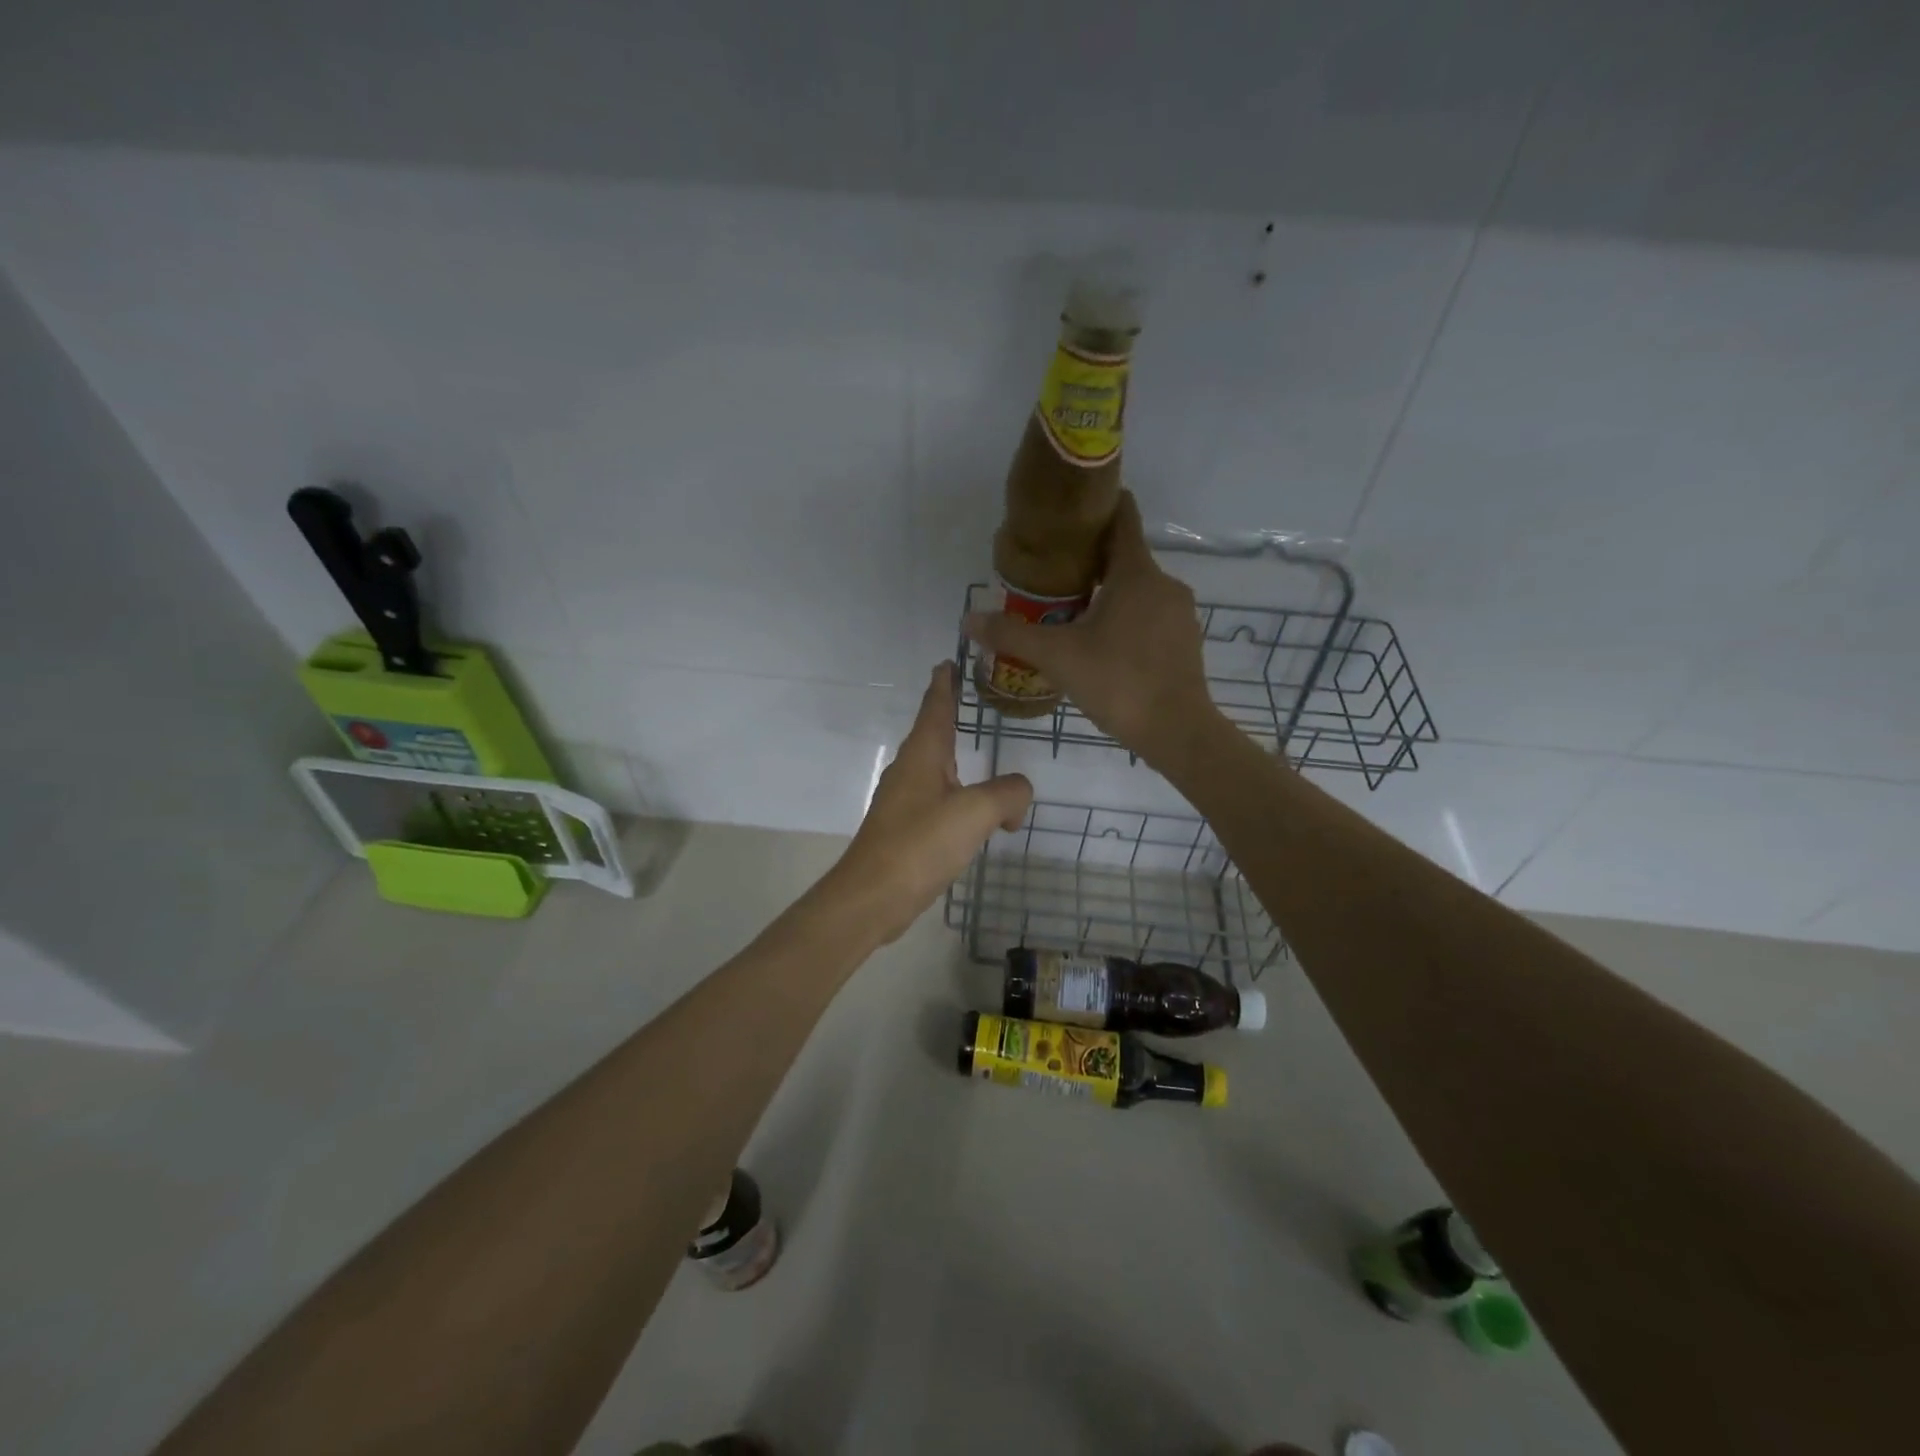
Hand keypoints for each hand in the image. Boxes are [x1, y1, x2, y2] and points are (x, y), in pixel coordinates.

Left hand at [825, 663, 1031, 943]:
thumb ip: (1008, 793)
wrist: (872, 896)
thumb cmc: (920, 844)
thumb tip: (1018, 795)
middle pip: (933, 733)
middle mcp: (910, 771)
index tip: (949, 661)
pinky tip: (973, 813)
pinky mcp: (905, 830)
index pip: (935, 706)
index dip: (944, 683)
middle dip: (950, 716)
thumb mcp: (975, 813)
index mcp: (923, 755)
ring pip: (936, 769)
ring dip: (956, 760)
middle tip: (971, 700)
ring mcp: (903, 801)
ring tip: (978, 754)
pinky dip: (959, 797)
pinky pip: (938, 800)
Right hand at [964, 491, 1218, 769]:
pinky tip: (1103, 645)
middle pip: (1124, 557)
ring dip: (1107, 594)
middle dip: (1089, 561)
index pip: (1122, 517)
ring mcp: (1179, 613)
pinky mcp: (1185, 640)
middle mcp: (1164, 583)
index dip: (1097, 507)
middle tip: (1051, 576)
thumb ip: (1011, 635)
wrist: (1177, 731)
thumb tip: (967, 620)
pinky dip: (1126, 618)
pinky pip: (1150, 615)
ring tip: (1071, 614)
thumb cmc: (1118, 682)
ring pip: (1137, 590)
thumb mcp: (1057, 657)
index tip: (1068, 513)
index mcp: (1136, 573)